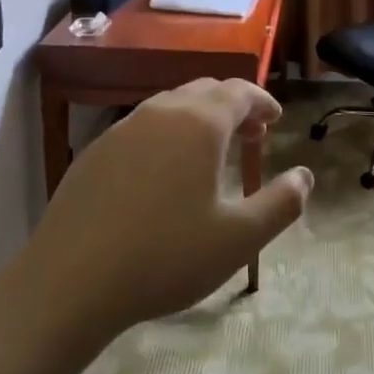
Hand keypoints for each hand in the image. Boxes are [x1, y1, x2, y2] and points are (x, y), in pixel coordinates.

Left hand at [21, 78, 311, 347]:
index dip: (262, 102)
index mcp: (200, 123)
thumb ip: (281, 203)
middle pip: (205, 91)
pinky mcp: (95, 152)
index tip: (276, 121)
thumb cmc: (165, 257)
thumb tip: (305, 176)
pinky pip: (142, 128)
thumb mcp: (239, 239)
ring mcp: (122, 129)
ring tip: (211, 153)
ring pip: (171, 106)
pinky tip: (163, 174)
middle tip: (251, 135)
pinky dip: (166, 135)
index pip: (239, 92)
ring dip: (199, 119)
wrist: (69, 283)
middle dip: (234, 107)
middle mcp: (161, 112)